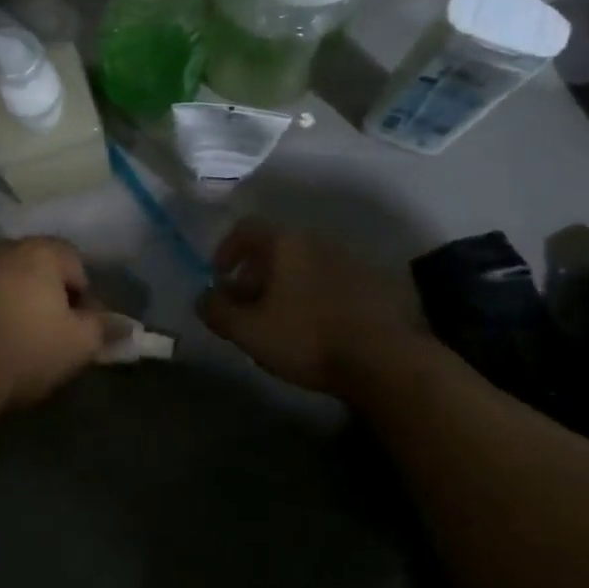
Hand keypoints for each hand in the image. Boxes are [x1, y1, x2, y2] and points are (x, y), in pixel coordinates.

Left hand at [0, 238, 110, 411]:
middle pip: (39, 267)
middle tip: (57, 333)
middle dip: (51, 295)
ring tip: (24, 338)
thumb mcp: (80, 344)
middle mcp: (2, 249)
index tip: (84, 328)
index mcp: (38, 251)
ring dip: (20, 300)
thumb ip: (106, 328)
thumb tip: (129, 326)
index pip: (75, 262)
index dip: (85, 296)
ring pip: (8, 280)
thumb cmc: (28, 352)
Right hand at [196, 219, 422, 395]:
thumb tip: (203, 298)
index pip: (246, 228)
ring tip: (281, 319)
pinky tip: (315, 327)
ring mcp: (350, 260)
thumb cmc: (306, 337)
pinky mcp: (375, 284)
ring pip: (305, 265)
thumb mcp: (248, 330)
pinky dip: (315, 295)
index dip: (226, 249)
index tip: (219, 278)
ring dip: (287, 285)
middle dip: (255, 273)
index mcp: (285, 244)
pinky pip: (332, 281)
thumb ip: (217, 310)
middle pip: (277, 247)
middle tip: (247, 304)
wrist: (386, 359)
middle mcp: (318, 241)